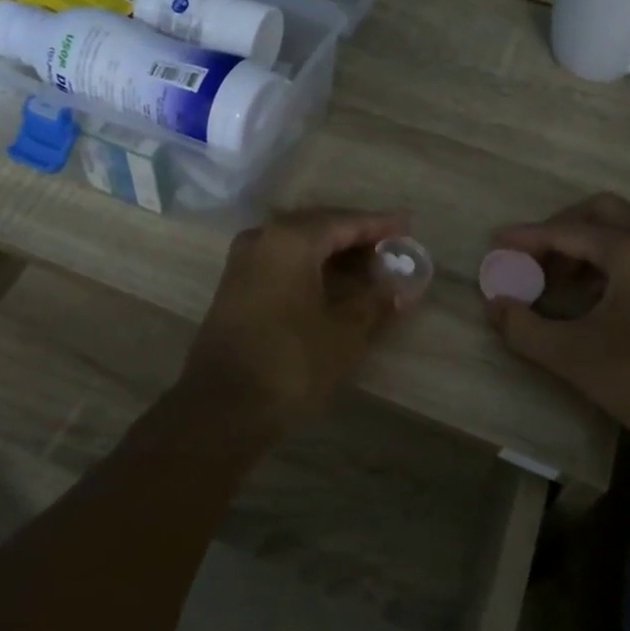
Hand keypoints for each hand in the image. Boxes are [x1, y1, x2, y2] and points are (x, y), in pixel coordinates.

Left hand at [179, 207, 409, 429]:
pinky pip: (282, 262)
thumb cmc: (291, 363)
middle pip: (318, 226)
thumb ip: (375, 301)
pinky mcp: (235, 287)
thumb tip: (400, 288)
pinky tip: (332, 283)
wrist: (222, 408)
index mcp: (290, 239)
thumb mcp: (345, 333)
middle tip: (391, 246)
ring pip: (298, 244)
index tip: (408, 225)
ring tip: (368, 266)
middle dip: (355, 236)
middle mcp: (262, 238)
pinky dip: (311, 267)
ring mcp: (243, 262)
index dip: (378, 225)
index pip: (344, 221)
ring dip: (333, 252)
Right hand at [485, 193, 629, 452]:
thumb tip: (495, 305)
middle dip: (560, 228)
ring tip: (554, 279)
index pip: (567, 230)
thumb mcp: (573, 356)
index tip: (495, 243)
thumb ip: (524, 327)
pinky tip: (588, 297)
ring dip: (584, 245)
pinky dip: (606, 262)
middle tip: (531, 256)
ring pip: (623, 232)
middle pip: (601, 213)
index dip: (527, 237)